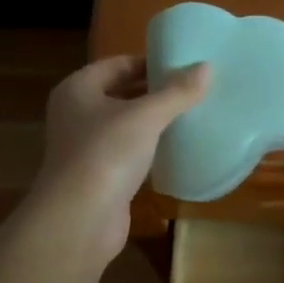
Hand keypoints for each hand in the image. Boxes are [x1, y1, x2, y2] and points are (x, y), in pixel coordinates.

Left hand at [21, 55, 208, 263]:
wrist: (80, 220)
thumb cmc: (106, 154)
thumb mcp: (146, 117)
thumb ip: (176, 92)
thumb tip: (206, 67)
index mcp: (77, 89)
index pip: (117, 64)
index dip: (149, 63)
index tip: (184, 66)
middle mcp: (76, 114)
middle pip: (121, 93)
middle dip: (155, 92)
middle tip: (193, 89)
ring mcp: (86, 147)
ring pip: (126, 125)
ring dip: (154, 121)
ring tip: (192, 114)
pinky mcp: (100, 175)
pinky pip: (129, 152)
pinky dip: (150, 148)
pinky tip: (177, 147)